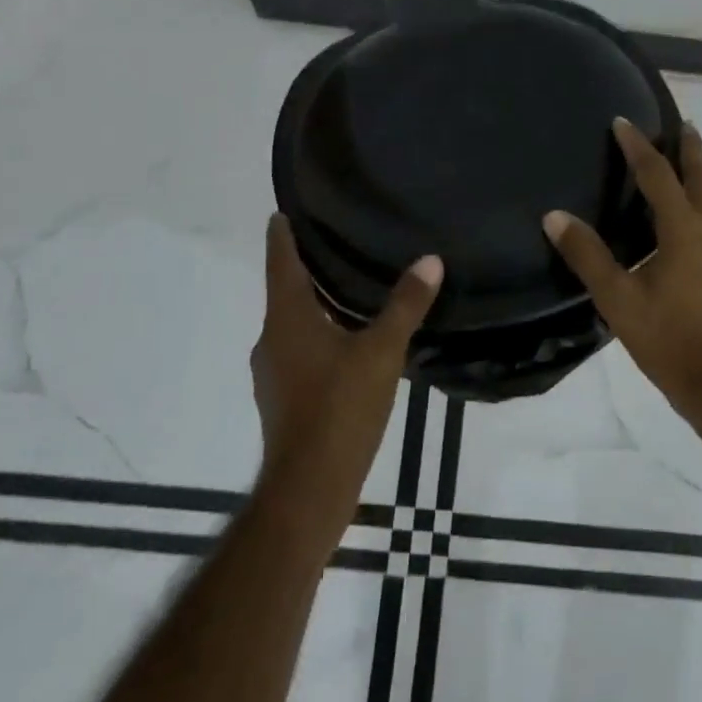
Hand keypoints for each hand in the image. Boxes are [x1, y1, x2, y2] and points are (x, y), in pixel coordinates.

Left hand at [251, 215, 441, 512]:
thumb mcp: (382, 352)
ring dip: (311, 305)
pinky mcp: (281, 399)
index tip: (281, 213)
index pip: (280, 263)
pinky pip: (297, 352)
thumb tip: (430, 260)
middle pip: (284, 293)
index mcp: (288, 318)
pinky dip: (316, 337)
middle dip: (303, 269)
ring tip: (343, 290)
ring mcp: (272, 373)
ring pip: (291, 325)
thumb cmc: (340, 408)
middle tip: (331, 245)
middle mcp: (272, 339)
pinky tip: (344, 344)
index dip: (282, 236)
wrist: (308, 489)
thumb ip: (405, 306)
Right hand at [544, 119, 701, 442]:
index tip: (622, 121)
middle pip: (701, 175)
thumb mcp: (619, 299)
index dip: (638, 146)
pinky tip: (687, 211)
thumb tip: (554, 216)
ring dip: (697, 171)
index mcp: (685, 230)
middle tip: (678, 122)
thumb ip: (587, 255)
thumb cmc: (670, 340)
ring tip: (682, 156)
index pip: (658, 175)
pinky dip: (701, 197)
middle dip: (688, 147)